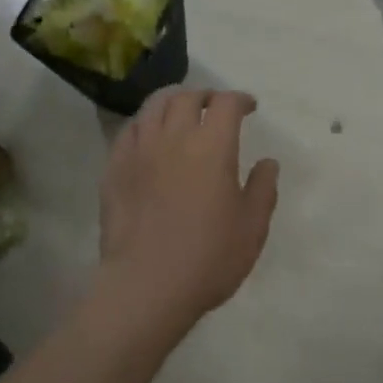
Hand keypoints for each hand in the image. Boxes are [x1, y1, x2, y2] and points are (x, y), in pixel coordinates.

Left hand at [97, 87, 279, 333]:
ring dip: (172, 101)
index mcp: (213, 146)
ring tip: (180, 112)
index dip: (240, 99)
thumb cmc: (207, 258)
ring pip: (154, 106)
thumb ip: (263, 189)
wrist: (145, 287)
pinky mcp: (114, 168)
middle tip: (214, 107)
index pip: (227, 103)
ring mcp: (140, 150)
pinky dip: (144, 124)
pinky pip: (129, 131)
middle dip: (206, 95)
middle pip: (187, 97)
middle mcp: (174, 136)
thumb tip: (268, 162)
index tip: (249, 108)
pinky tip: (149, 136)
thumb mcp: (252, 228)